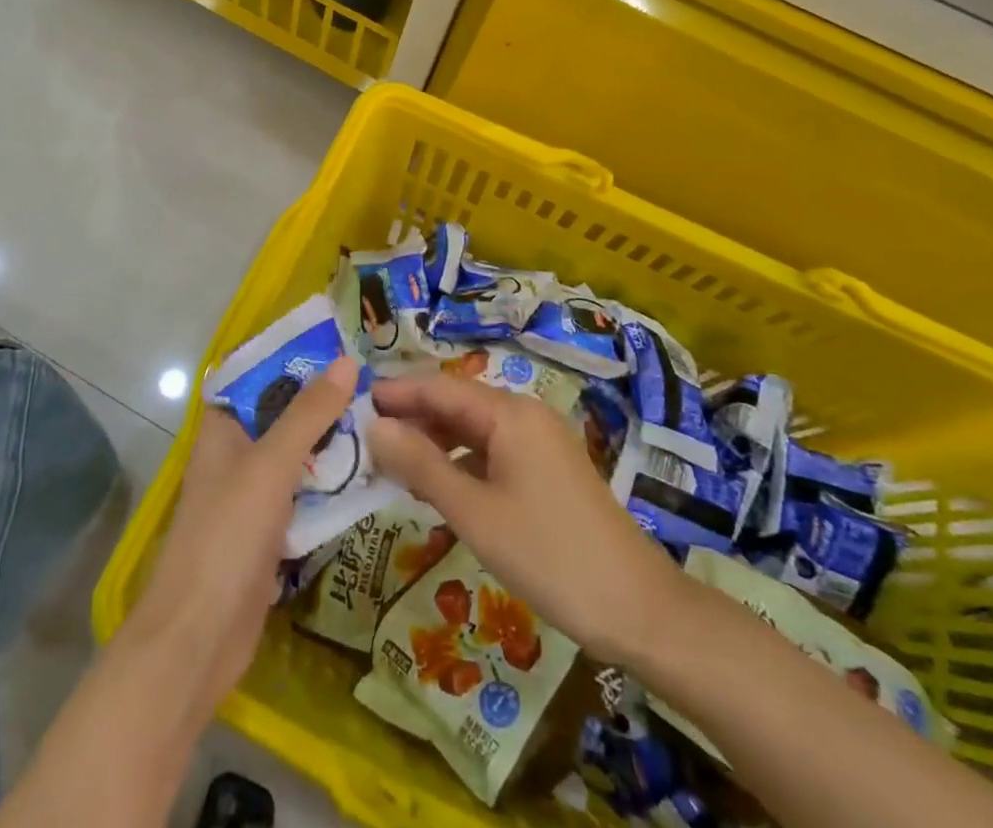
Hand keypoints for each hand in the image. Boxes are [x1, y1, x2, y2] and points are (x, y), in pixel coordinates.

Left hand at [124, 355, 359, 719]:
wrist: (199, 639)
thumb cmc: (226, 535)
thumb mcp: (270, 465)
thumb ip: (309, 414)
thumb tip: (347, 361)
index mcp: (222, 427)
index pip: (258, 375)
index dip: (294, 356)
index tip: (341, 342)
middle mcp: (235, 453)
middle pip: (283, 413)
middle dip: (323, 398)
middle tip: (377, 380)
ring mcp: (252, 494)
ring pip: (298, 453)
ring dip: (332, 439)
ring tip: (384, 416)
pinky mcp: (269, 530)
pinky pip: (305, 492)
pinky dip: (331, 481)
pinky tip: (371, 471)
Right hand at [369, 371, 683, 666]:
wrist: (636, 606)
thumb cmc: (548, 554)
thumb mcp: (474, 512)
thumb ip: (421, 465)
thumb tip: (374, 426)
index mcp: (509, 413)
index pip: (440, 387)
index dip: (397, 393)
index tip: (356, 402)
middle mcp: (525, 414)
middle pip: (457, 403)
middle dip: (413, 417)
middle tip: (367, 439)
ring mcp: (541, 441)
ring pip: (475, 427)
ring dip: (435, 441)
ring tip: (394, 464)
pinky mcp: (548, 468)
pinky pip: (493, 450)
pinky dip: (461, 460)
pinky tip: (440, 485)